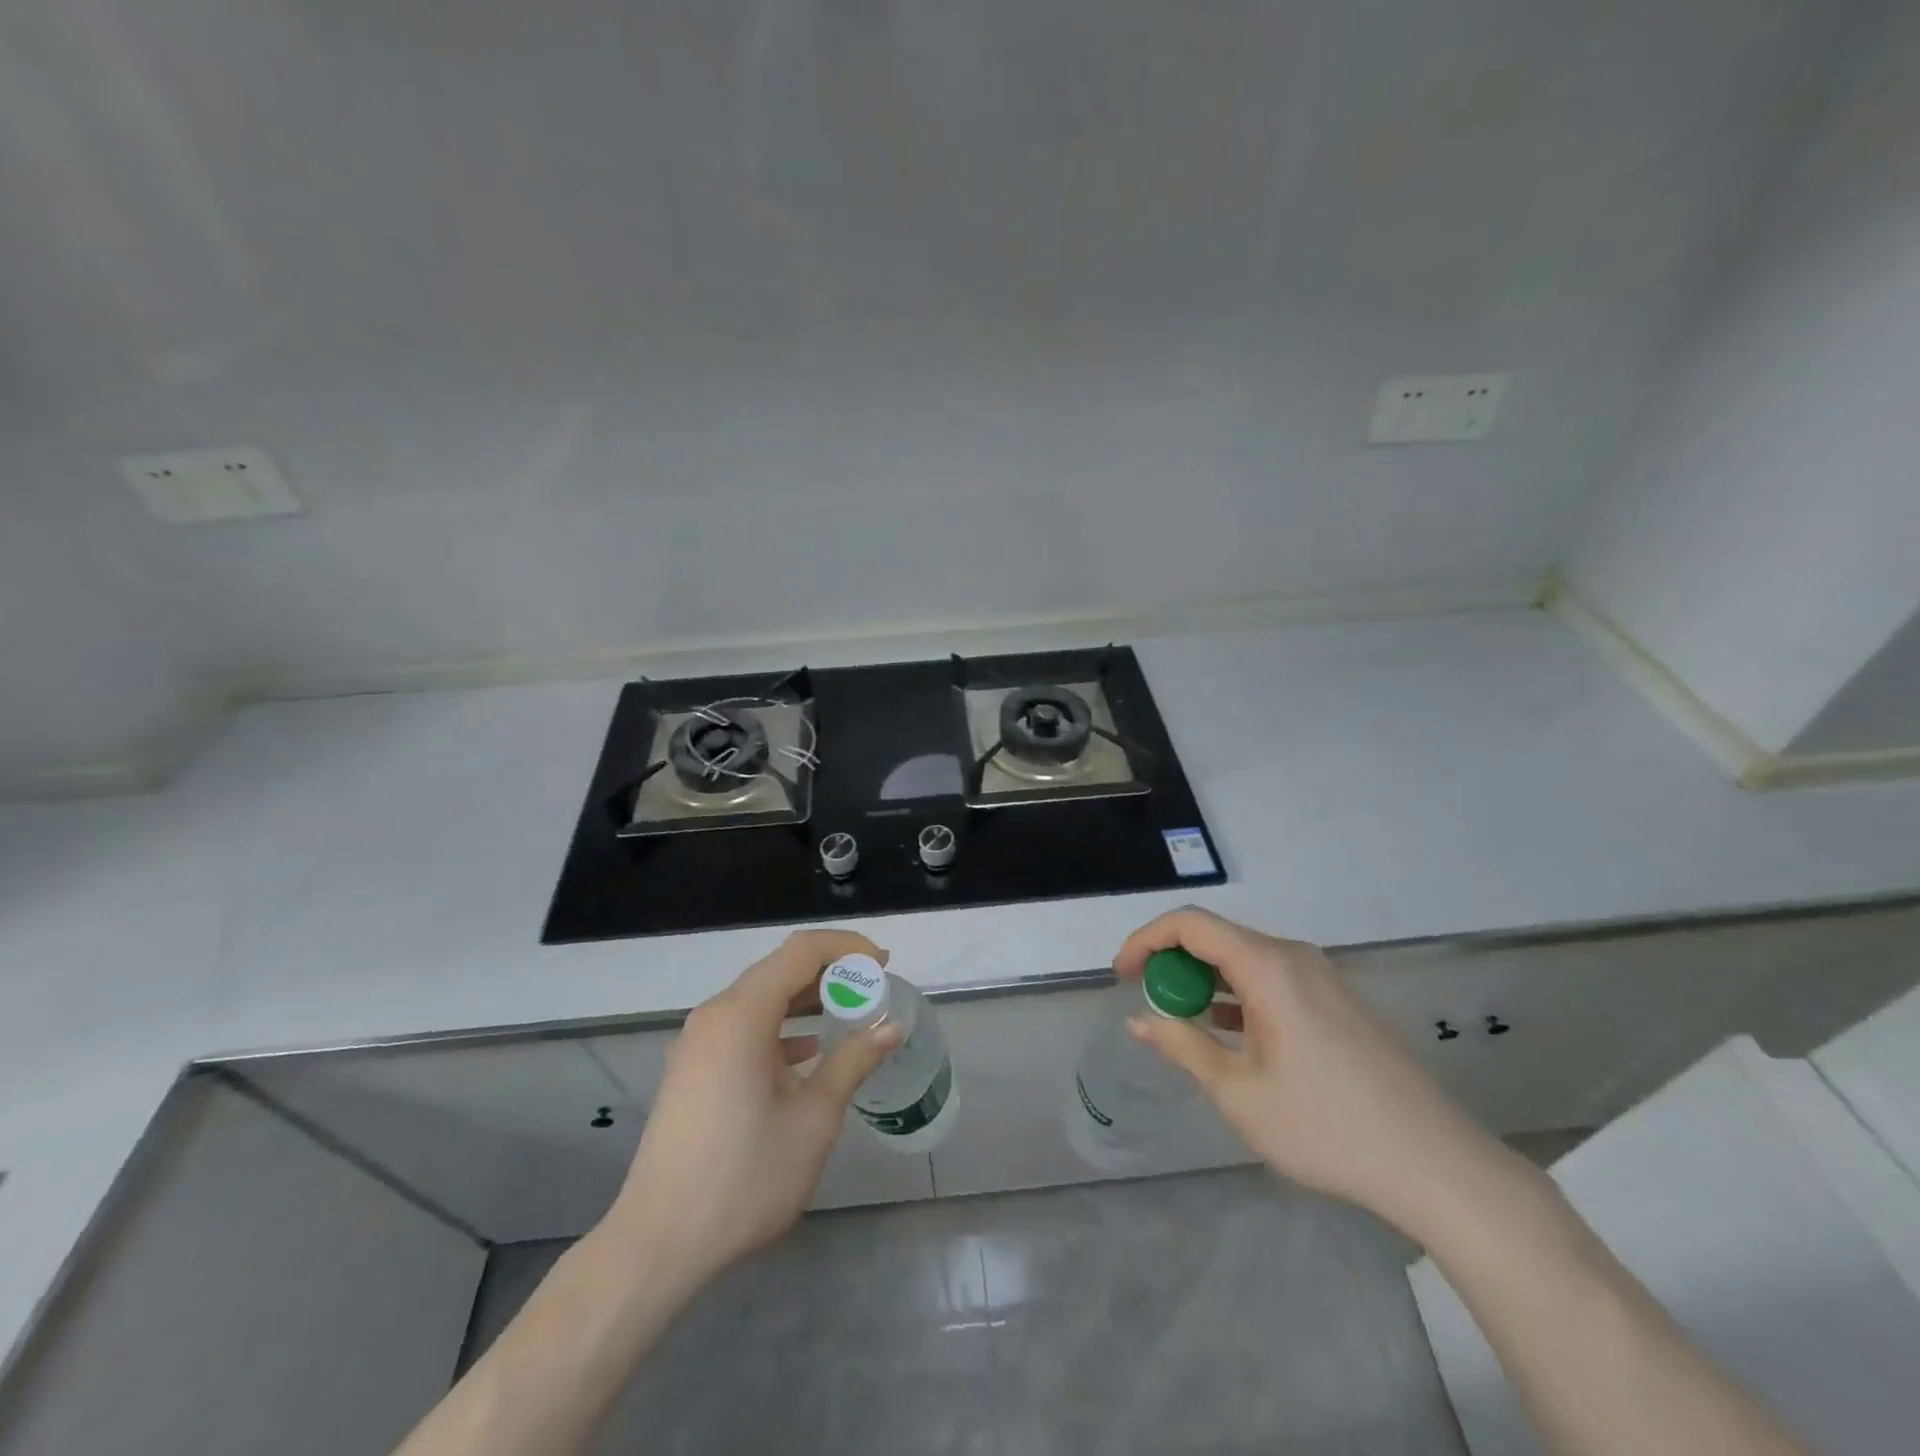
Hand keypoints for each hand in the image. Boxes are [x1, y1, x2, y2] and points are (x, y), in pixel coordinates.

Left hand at [602, 929, 902, 1288]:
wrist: (658, 1244)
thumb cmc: (744, 1177)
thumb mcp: (814, 1119)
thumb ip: (853, 1062)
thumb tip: (890, 1028)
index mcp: (742, 1014)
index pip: (802, 951)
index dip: (847, 948)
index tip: (883, 964)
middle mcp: (715, 1016)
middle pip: (779, 970)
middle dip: (830, 971)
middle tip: (873, 986)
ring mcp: (698, 1043)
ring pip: (760, 999)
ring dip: (806, 999)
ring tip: (849, 1012)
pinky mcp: (692, 1069)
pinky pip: (743, 1028)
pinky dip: (780, 1026)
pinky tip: (806, 1052)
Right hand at [1117, 908, 1506, 1234]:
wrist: (1436, 1164)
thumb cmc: (1326, 1127)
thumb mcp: (1238, 1093)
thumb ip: (1183, 1046)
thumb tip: (1141, 1020)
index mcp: (1268, 966)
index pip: (1190, 924)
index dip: (1146, 940)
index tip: (1122, 976)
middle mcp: (1295, 957)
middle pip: (1218, 938)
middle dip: (1174, 964)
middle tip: (1152, 1004)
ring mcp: (1324, 978)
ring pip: (1246, 959)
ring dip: (1206, 981)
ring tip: (1185, 1021)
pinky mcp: (1340, 1001)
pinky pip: (1274, 979)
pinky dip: (1239, 994)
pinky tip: (1233, 1033)